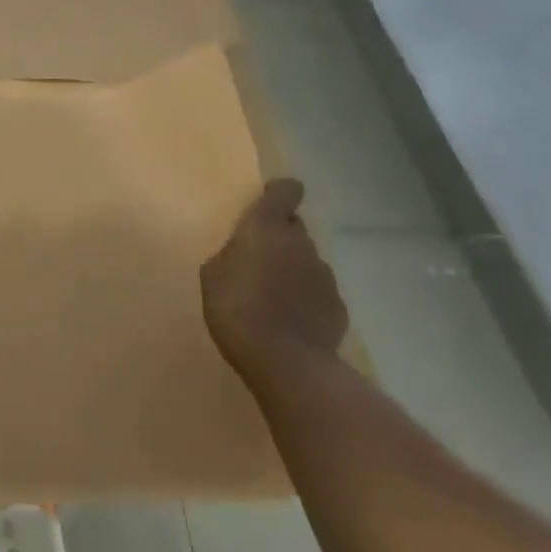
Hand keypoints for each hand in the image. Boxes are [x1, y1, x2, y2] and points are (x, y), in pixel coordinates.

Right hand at [200, 179, 347, 381]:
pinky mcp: (338, 305)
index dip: (280, 193)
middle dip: (279, 238)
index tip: (268, 202)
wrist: (286, 361)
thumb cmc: (236, 308)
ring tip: (272, 298)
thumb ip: (230, 256)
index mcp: (266, 228)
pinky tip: (290, 321)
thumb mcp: (212, 276)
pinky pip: (318, 292)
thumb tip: (242, 255)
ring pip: (306, 261)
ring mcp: (324, 274)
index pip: (286, 191)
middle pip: (294, 228)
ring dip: (292, 270)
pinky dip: (305, 299)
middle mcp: (300, 243)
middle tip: (258, 261)